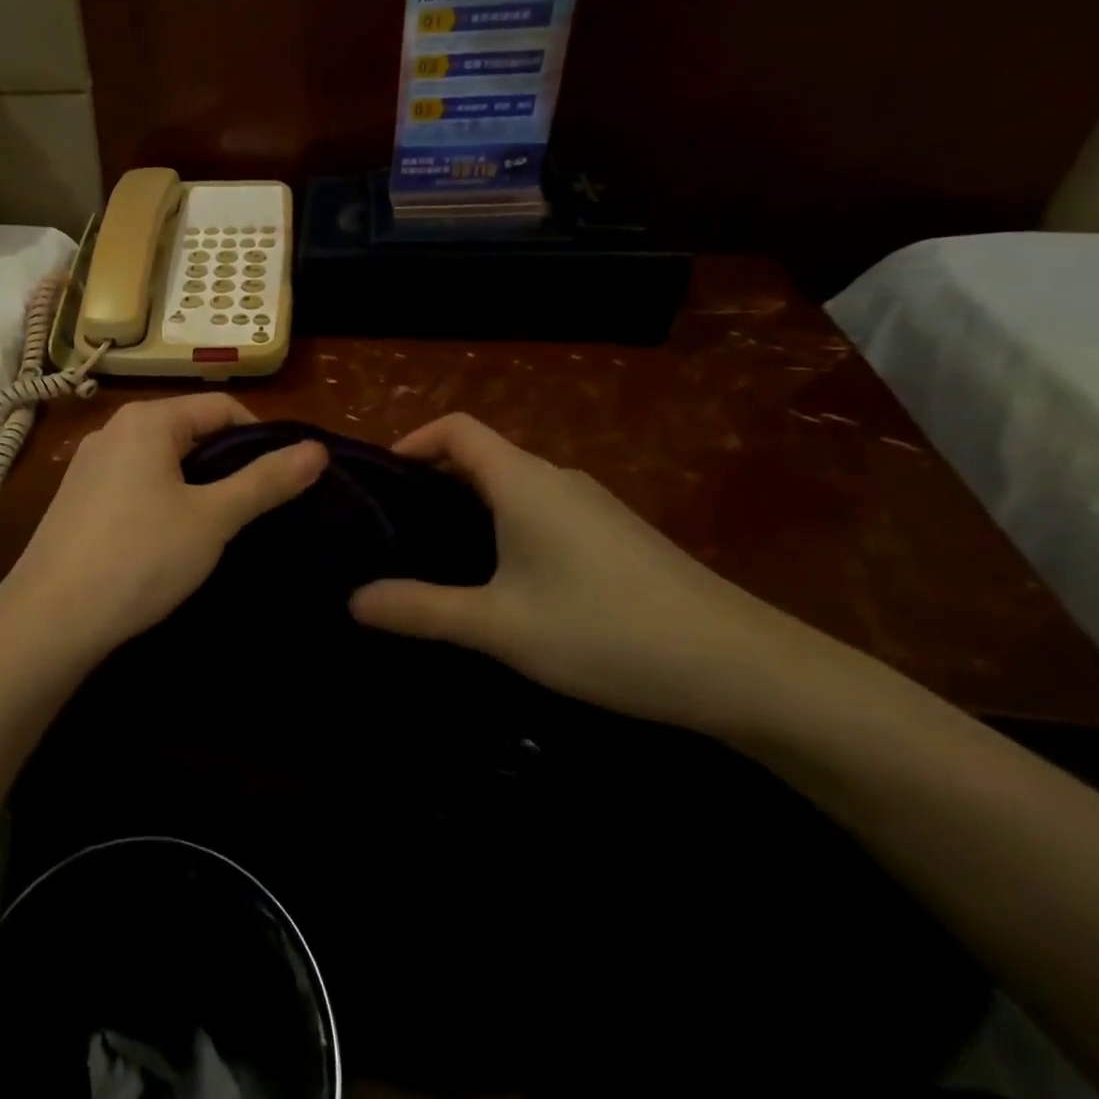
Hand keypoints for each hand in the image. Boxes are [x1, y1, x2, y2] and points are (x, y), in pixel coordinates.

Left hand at [0, 395, 326, 661]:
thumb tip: (316, 449)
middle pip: (189, 430)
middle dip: (227, 463)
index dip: (260, 439)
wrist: (50, 619)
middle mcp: (113, 430)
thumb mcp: (212, 519)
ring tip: (218, 527)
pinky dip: (162, 500)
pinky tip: (168, 541)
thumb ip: (265, 481)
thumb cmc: (139, 558)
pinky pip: (133, 484)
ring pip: (161, 460)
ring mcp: (88, 465)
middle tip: (255, 508)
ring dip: (195, 485)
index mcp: (147, 420)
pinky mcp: (76, 499)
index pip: (221, 407)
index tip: (282, 481)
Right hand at [349, 414, 830, 735]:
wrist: (746, 670)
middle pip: (481, 456)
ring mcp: (593, 507)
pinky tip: (505, 582)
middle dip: (432, 481)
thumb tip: (352, 600)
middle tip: (392, 528)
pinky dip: (506, 526)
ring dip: (469, 507)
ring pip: (513, 487)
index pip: (456, 428)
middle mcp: (557, 479)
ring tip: (436, 555)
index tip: (379, 480)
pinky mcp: (617, 537)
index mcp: (523, 480)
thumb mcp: (499, 625)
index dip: (412, 440)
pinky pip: (542, 512)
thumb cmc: (606, 630)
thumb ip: (420, 609)